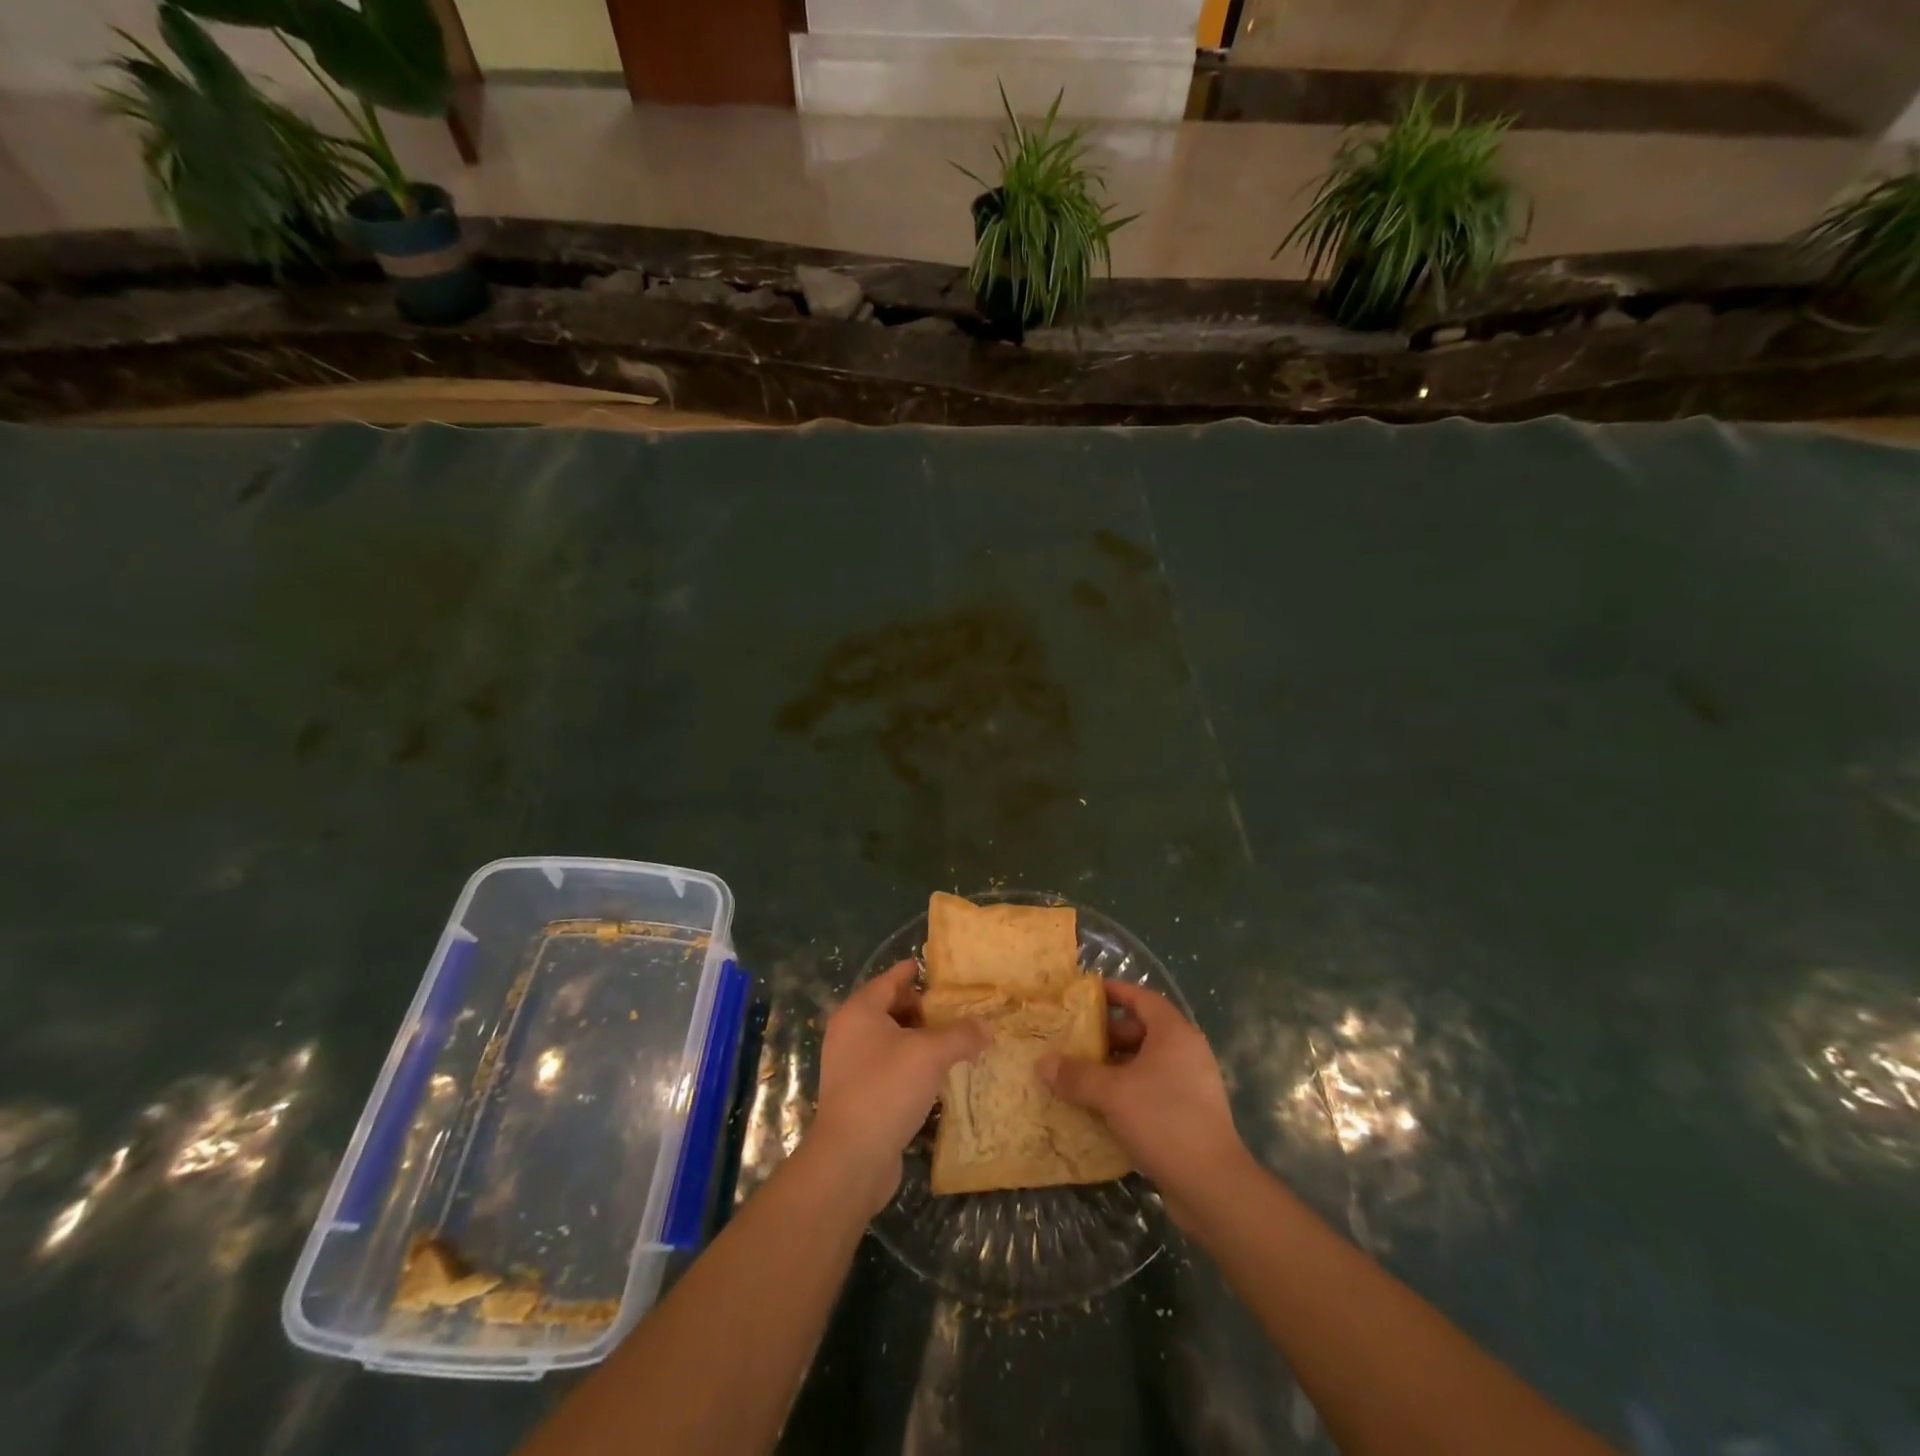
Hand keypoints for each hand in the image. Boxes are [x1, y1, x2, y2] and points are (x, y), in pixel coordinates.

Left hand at [808, 961, 989, 1216]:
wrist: (850, 1159)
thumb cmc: (887, 1089)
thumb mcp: (930, 1054)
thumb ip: (961, 1034)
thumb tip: (987, 1027)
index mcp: (859, 1011)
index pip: (891, 979)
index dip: (916, 972)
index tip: (940, 969)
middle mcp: (849, 1032)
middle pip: (891, 1008)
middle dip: (923, 1009)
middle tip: (956, 1011)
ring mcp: (850, 1065)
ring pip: (890, 1039)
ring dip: (919, 1039)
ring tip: (953, 1042)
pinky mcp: (857, 1094)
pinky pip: (888, 1066)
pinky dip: (911, 1064)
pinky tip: (936, 1076)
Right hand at [1040, 980, 1247, 1227]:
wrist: (1213, 1187)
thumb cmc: (1163, 1120)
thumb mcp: (1112, 1093)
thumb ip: (1076, 1075)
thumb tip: (1042, 1062)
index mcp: (1174, 1033)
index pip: (1142, 998)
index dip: (1114, 992)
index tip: (1085, 993)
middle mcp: (1186, 1052)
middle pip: (1142, 1030)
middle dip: (1107, 1035)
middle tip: (1074, 1041)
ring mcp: (1191, 1085)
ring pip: (1145, 1063)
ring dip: (1114, 1067)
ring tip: (1080, 1074)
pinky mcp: (1189, 1114)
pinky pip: (1152, 1089)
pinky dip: (1127, 1091)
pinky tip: (1101, 1108)